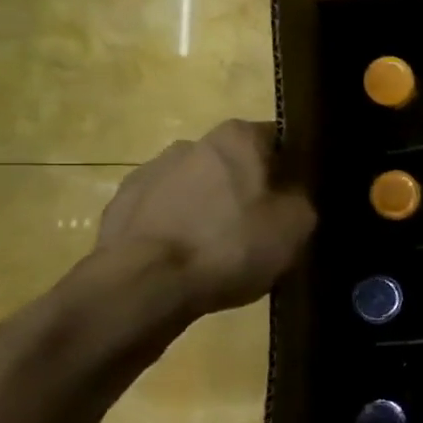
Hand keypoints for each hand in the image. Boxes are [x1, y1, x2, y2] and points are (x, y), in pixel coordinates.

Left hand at [97, 121, 315, 313]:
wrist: (144, 284)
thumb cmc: (231, 244)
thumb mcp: (296, 225)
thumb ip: (302, 199)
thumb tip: (291, 196)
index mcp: (237, 138)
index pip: (277, 140)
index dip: (291, 170)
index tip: (297, 199)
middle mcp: (191, 143)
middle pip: (234, 165)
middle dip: (247, 190)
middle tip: (262, 229)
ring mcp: (149, 173)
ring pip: (196, 189)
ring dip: (209, 210)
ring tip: (220, 253)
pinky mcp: (120, 207)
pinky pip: (163, 214)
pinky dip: (177, 231)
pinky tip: (187, 263)